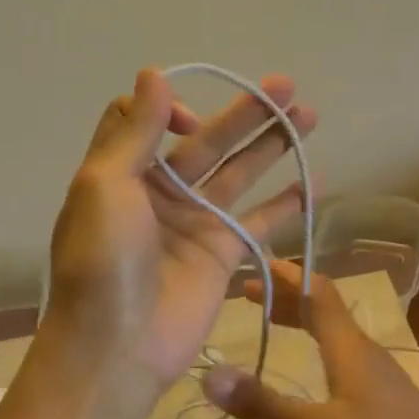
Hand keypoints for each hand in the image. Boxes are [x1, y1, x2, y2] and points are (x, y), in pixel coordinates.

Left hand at [45, 68, 316, 390]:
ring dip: (272, 144)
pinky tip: (315, 181)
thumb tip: (154, 73)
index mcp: (122, 172)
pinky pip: (259, 222)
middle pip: (208, 141)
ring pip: (239, 174)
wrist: (116, 346)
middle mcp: (159, 192)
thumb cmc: (103, 260)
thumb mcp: (104, 186)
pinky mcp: (221, 255)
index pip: (149, 121)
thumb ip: (134, 131)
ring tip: (309, 114)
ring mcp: (194, 224)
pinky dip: (286, 204)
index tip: (191, 124)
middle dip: (246, 113)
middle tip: (287, 86)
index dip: (170, 109)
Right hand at [200, 261, 418, 418]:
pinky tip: (311, 372)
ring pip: (335, 334)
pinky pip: (344, 357)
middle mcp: (365, 352)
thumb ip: (264, 404)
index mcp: (348, 347)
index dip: (285, 275)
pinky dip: (317, 348)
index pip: (315, 292)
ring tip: (272, 326)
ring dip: (301, 321)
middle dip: (286, 297)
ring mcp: (380, 376)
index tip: (252, 266)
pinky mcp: (386, 400)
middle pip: (323, 309)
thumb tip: (209, 375)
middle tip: (247, 297)